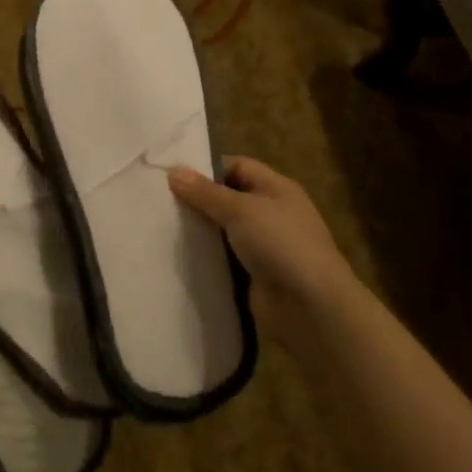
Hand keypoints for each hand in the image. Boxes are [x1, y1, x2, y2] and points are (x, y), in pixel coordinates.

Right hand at [169, 157, 355, 336]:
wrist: (310, 306)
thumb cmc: (280, 244)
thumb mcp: (240, 210)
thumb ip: (205, 192)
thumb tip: (174, 171)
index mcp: (276, 188)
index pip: (238, 166)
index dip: (207, 168)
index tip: (172, 175)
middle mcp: (272, 212)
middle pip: (229, 198)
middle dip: (199, 200)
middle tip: (161, 201)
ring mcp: (264, 245)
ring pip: (224, 230)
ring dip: (200, 230)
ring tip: (162, 226)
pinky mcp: (255, 274)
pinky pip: (225, 258)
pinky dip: (207, 256)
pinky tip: (179, 256)